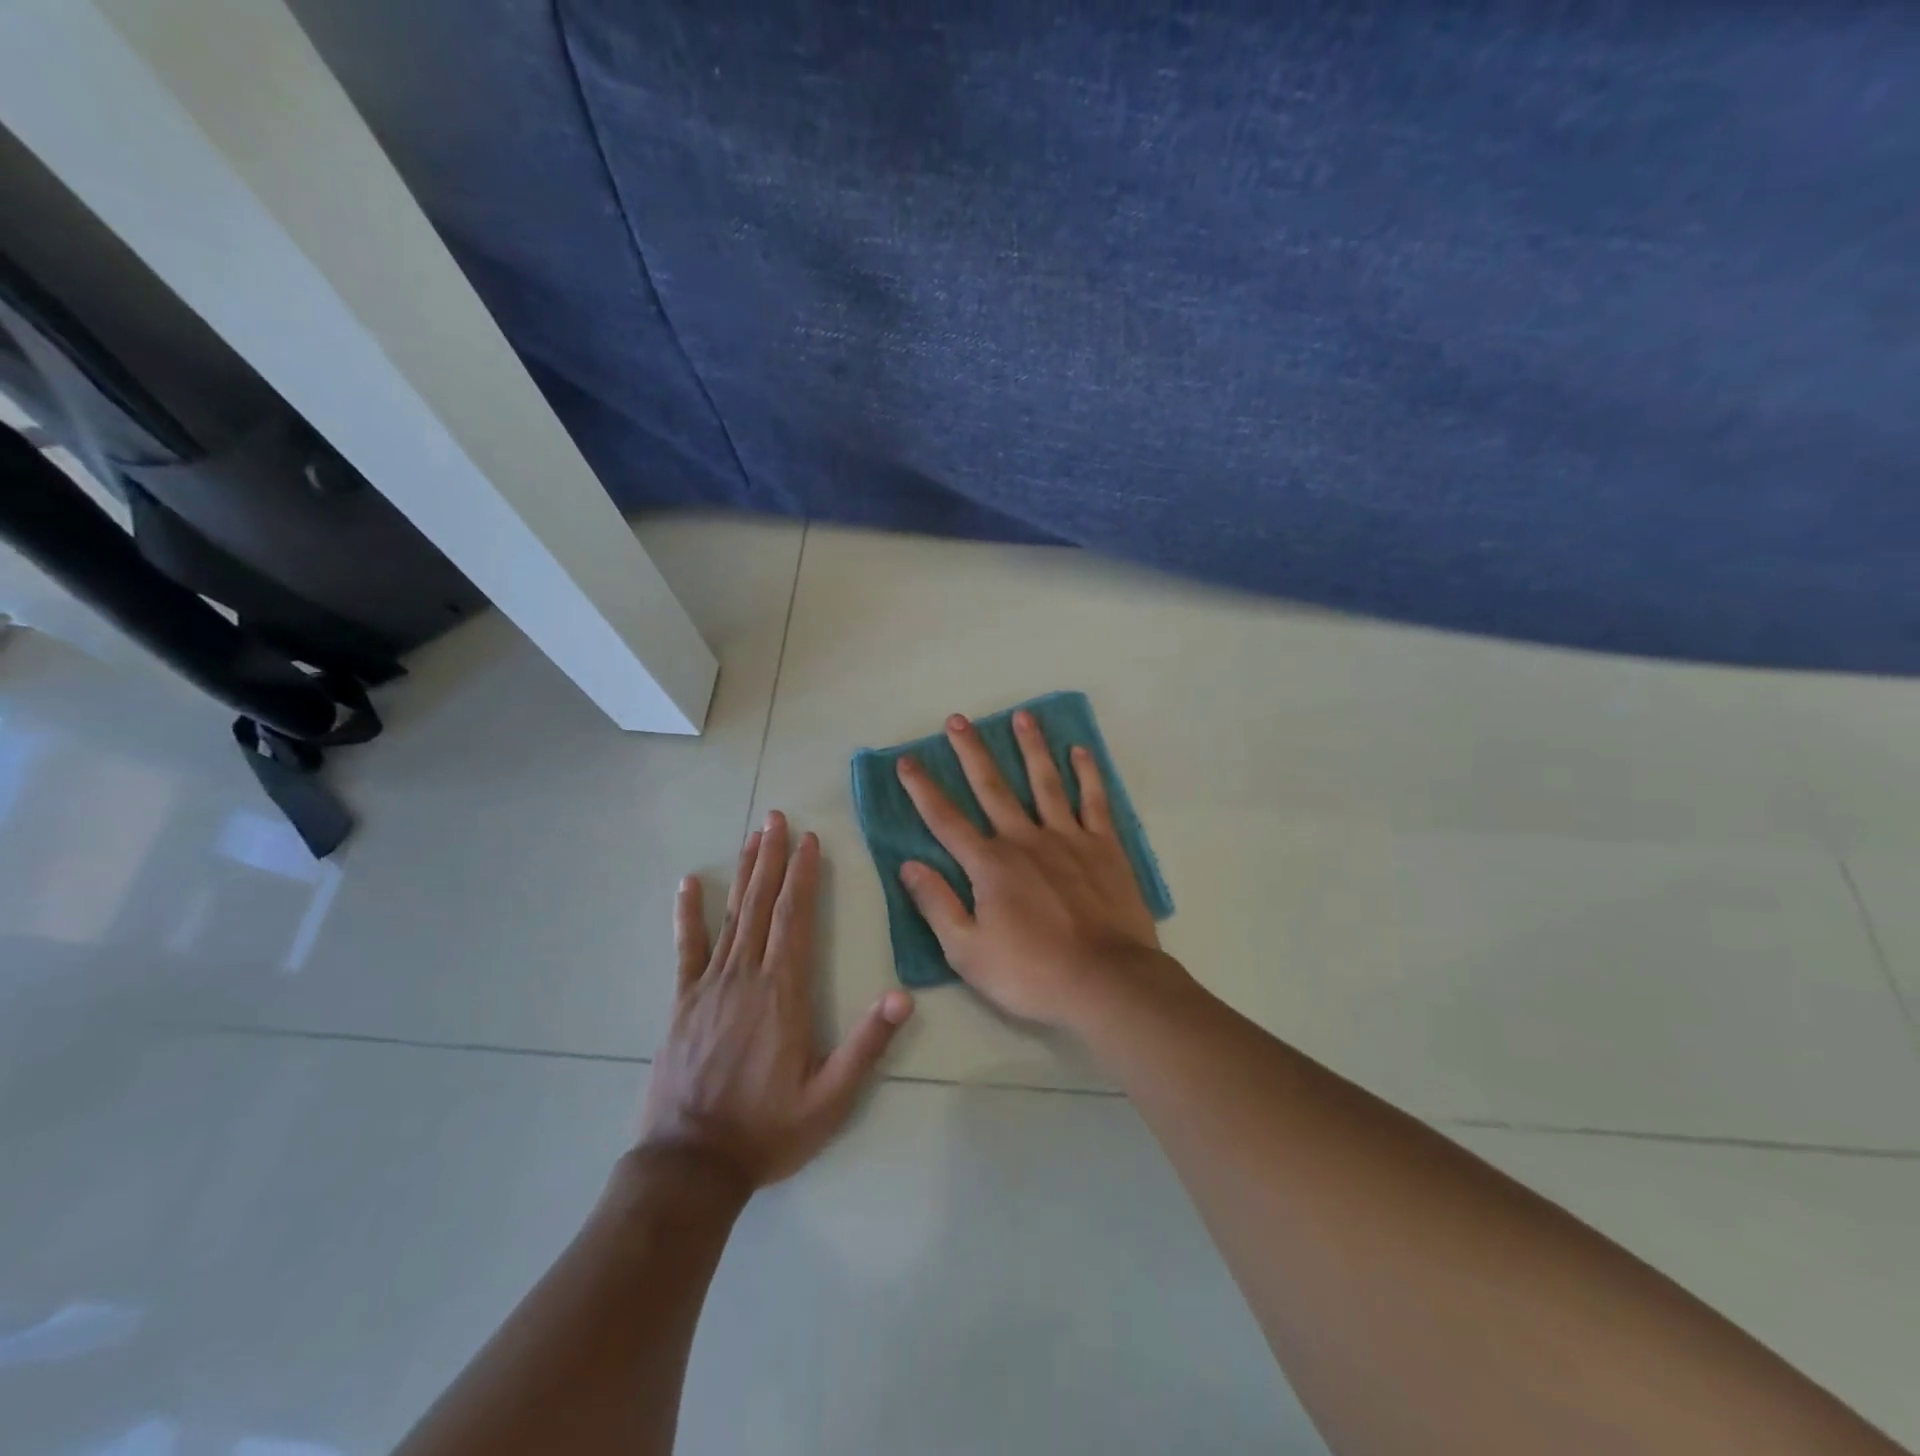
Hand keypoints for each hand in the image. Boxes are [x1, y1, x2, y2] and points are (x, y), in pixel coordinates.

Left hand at [639, 812, 913, 1192]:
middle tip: (777, 817)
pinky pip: (687, 949)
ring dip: (744, 873)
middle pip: (762, 904)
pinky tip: (689, 884)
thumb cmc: (767, 1130)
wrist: (690, 1166)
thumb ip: (867, 1045)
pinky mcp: (682, 1002)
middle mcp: (746, 977)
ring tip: (753, 836)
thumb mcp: (830, 1098)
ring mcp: (709, 986)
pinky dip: (688, 914)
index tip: (809, 841)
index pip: (795, 919)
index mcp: (783, 993)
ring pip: (731, 916)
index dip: (803, 877)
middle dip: (773, 857)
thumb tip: (903, 996)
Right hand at [894, 711, 1163, 1028]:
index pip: (946, 820)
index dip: (923, 789)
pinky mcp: (1104, 847)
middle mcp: (1025, 840)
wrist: (1106, 982)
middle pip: (992, 787)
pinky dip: (1087, 774)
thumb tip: (908, 865)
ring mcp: (1068, 838)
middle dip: (971, 752)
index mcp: (989, 865)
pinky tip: (1079, 751)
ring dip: (1031, 747)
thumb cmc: (1031, 973)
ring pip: (1045, 782)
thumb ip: (937, 904)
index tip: (907, 760)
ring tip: (1022, 715)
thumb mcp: (968, 951)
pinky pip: (1094, 801)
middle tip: (958, 719)